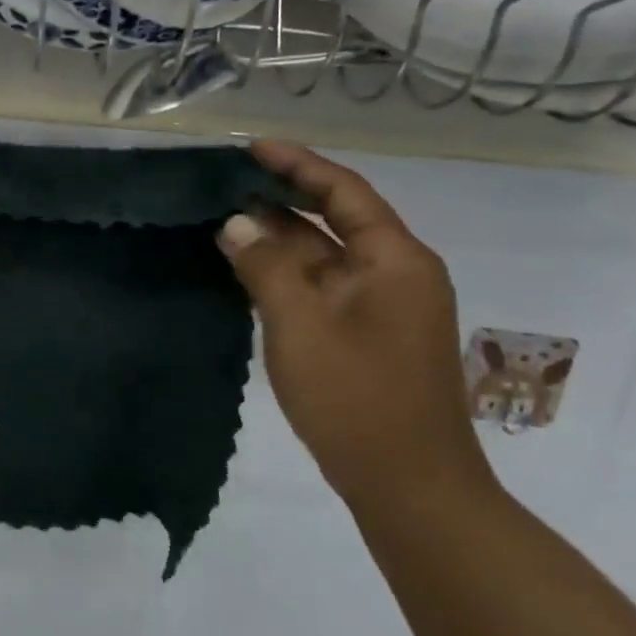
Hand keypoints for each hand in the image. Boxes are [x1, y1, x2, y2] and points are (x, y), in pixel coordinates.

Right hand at [217, 142, 493, 512]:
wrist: (410, 488)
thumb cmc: (357, 399)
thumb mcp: (299, 325)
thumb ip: (265, 265)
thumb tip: (236, 222)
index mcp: (395, 260)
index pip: (343, 191)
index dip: (297, 164)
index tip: (251, 147)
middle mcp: (397, 274)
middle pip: (336, 218)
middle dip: (283, 198)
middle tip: (227, 182)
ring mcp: (384, 307)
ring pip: (327, 255)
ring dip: (281, 237)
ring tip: (225, 218)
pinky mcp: (369, 335)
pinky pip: (324, 286)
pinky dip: (287, 272)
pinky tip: (248, 269)